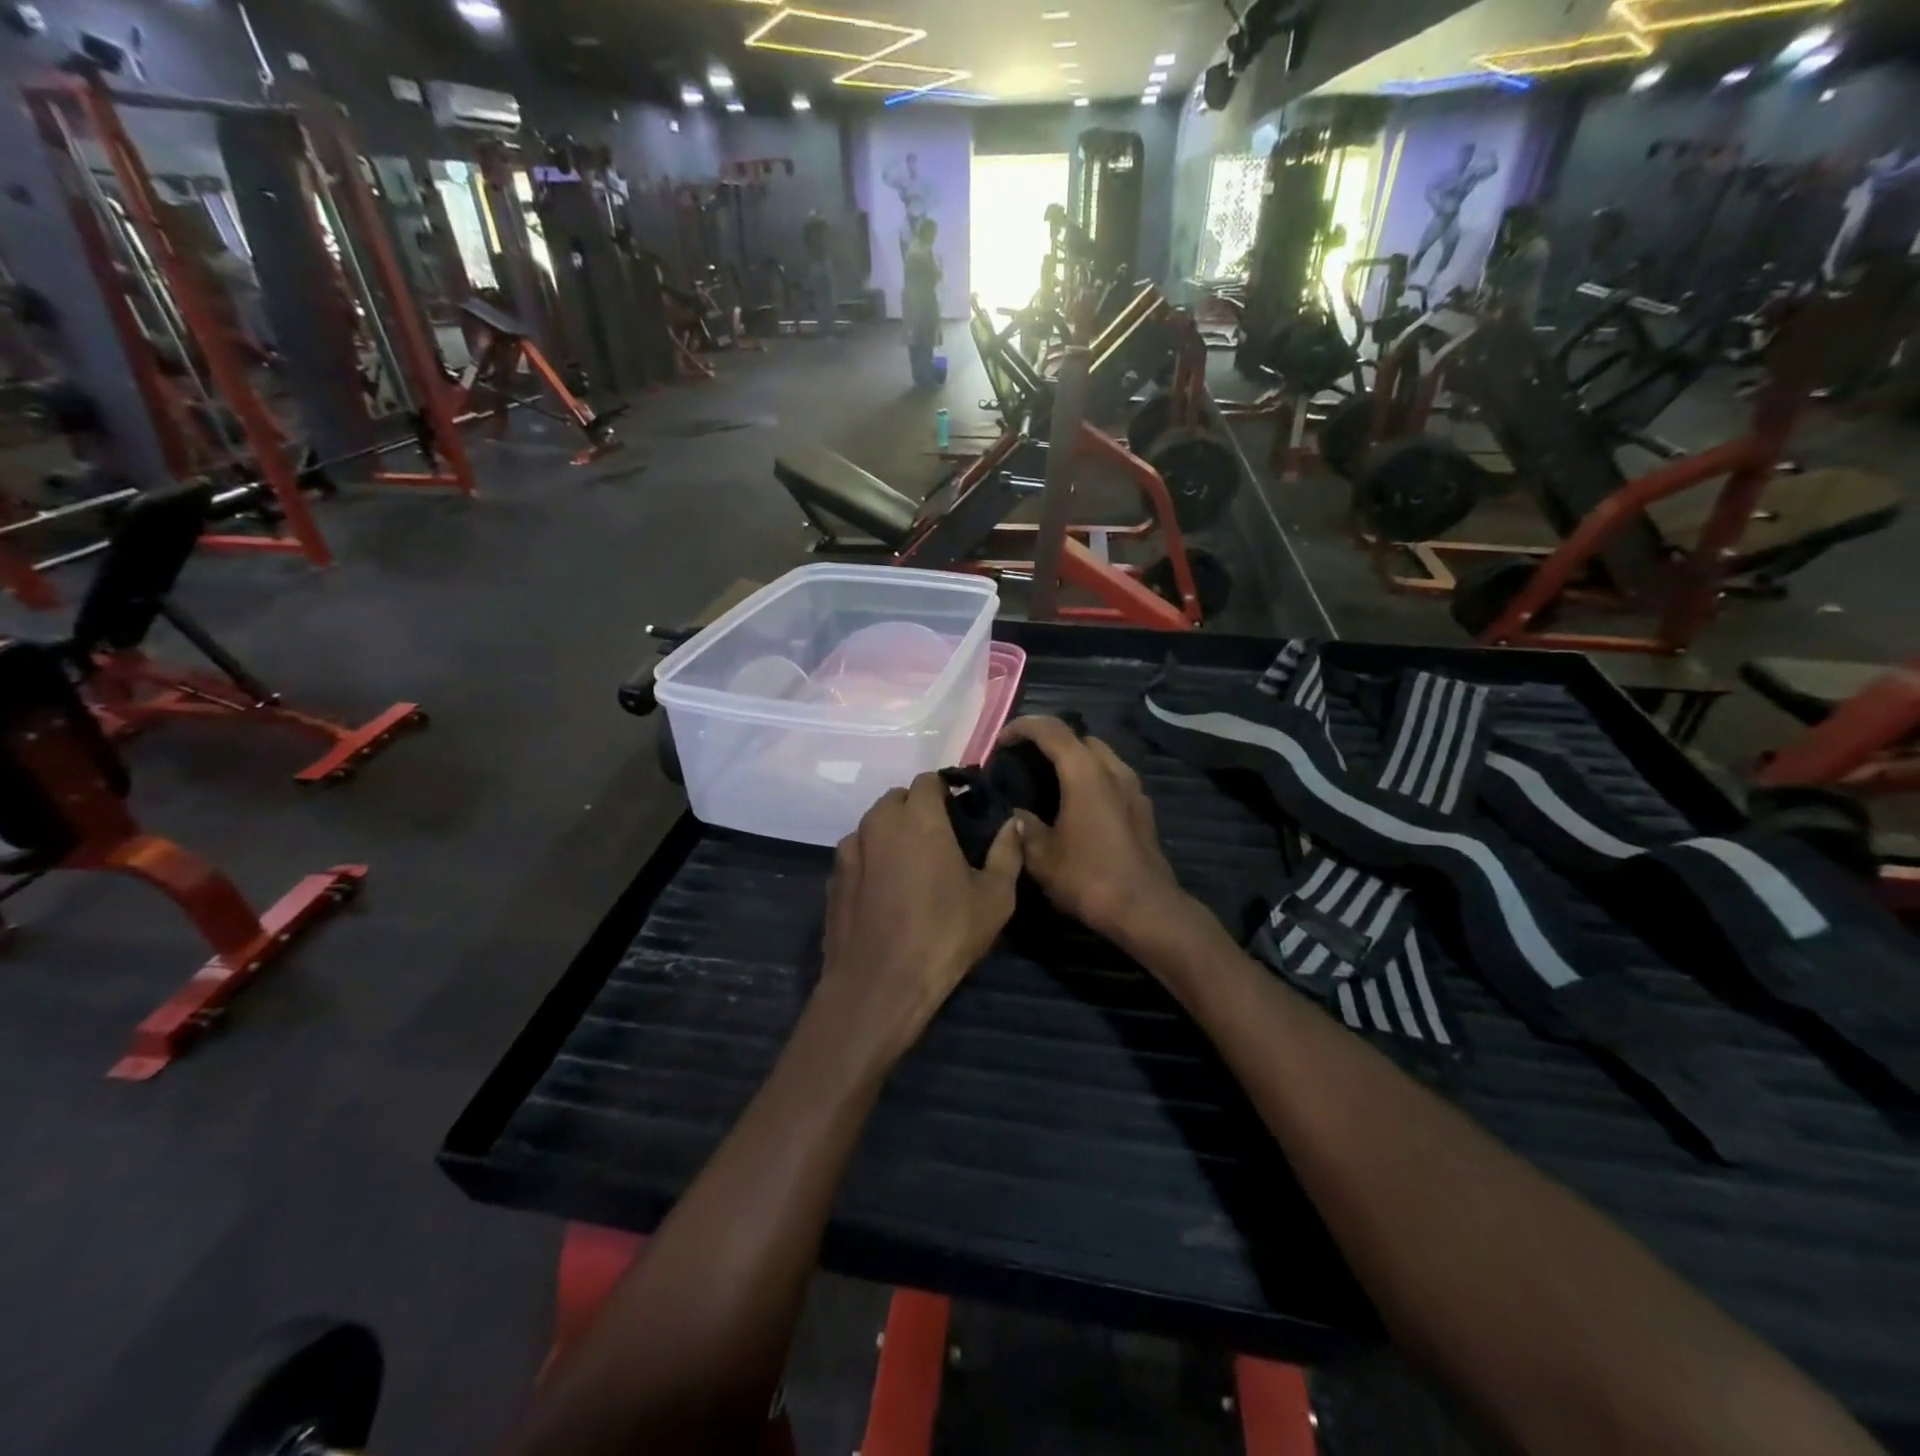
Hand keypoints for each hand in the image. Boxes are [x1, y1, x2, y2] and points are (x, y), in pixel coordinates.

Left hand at [818, 772, 1021, 1070]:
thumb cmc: (944, 935)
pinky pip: (857, 854)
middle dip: (918, 809)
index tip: (962, 811)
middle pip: (898, 799)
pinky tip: (885, 892)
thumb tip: (1013, 824)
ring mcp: (849, 850)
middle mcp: (878, 822)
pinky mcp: (832, 878)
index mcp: (918, 817)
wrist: (878, 985)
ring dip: (892, 833)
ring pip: (874, 825)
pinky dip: (872, 860)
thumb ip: (1007, 852)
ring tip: (912, 866)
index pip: (929, 780)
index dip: (947, 790)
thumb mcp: (995, 897)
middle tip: (941, 839)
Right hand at [997, 717, 1186, 948]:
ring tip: (1049, 780)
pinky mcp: (1142, 808)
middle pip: (1079, 737)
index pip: (1051, 730)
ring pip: (1100, 756)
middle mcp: (1112, 770)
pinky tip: (1076, 804)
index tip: (1001, 742)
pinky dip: (1091, 777)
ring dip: (1074, 758)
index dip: (1022, 727)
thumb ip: (1024, 827)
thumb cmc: (1089, 878)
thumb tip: (1016, 814)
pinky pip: (1112, 777)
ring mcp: (1133, 788)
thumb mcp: (1041, 857)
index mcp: (1085, 773)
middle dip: (1050, 740)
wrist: (1145, 909)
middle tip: (1025, 759)